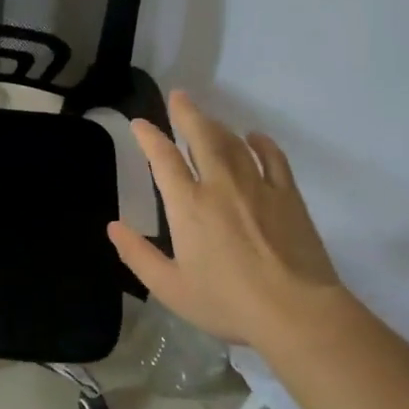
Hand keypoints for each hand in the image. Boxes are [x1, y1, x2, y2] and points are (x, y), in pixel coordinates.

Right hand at [108, 90, 344, 350]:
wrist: (295, 311)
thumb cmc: (226, 302)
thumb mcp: (169, 287)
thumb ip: (138, 255)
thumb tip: (113, 227)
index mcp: (188, 206)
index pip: (164, 159)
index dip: (150, 137)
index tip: (140, 123)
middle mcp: (220, 186)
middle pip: (202, 138)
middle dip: (188, 114)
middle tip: (180, 96)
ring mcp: (258, 187)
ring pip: (235, 144)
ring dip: (218, 127)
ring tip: (208, 118)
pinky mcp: (289, 197)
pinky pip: (274, 159)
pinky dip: (262, 144)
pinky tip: (255, 138)